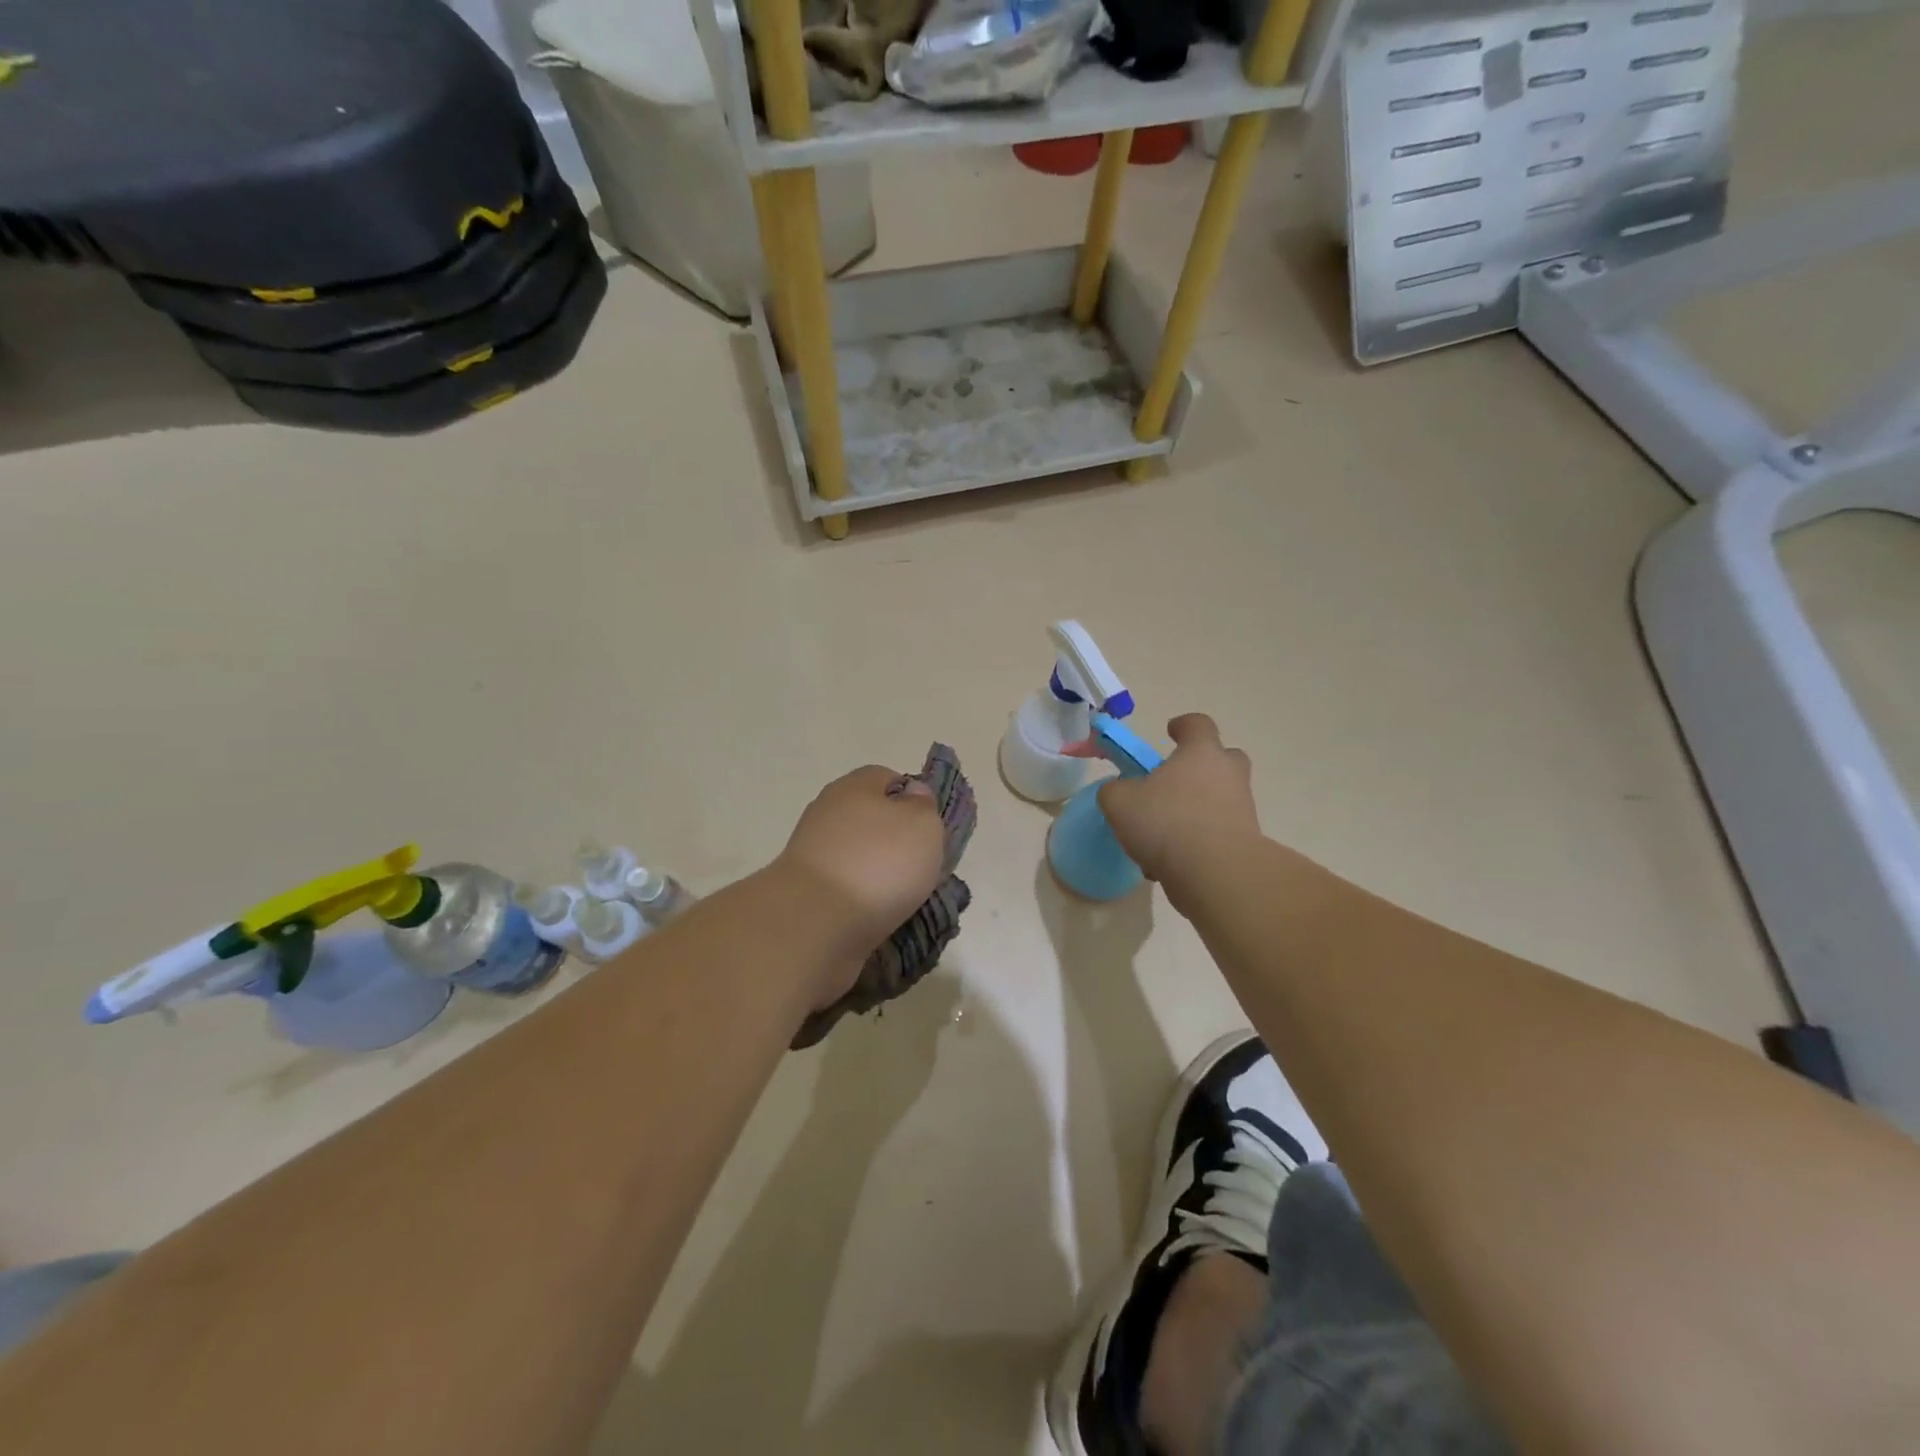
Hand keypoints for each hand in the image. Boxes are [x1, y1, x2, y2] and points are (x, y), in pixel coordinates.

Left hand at [775, 764, 947, 998]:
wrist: (816, 922)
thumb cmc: (878, 863)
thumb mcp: (923, 825)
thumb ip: (924, 805)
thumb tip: (913, 795)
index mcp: (854, 786)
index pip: (889, 778)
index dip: (915, 799)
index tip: (931, 829)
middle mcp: (829, 813)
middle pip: (873, 820)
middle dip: (898, 843)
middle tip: (923, 867)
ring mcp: (813, 854)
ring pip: (860, 858)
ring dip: (882, 876)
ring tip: (906, 901)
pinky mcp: (807, 892)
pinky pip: (847, 890)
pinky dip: (864, 902)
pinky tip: (881, 918)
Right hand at [1096, 714, 1262, 897]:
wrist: (1216, 873)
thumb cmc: (1167, 822)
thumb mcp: (1120, 802)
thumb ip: (1114, 790)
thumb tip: (1119, 792)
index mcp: (1201, 753)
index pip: (1198, 724)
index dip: (1183, 725)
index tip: (1170, 732)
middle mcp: (1228, 774)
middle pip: (1223, 758)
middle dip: (1201, 766)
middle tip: (1175, 782)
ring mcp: (1242, 809)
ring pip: (1219, 799)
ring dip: (1195, 810)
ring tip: (1161, 836)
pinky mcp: (1246, 842)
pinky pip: (1217, 834)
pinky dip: (1198, 842)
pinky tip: (1170, 863)